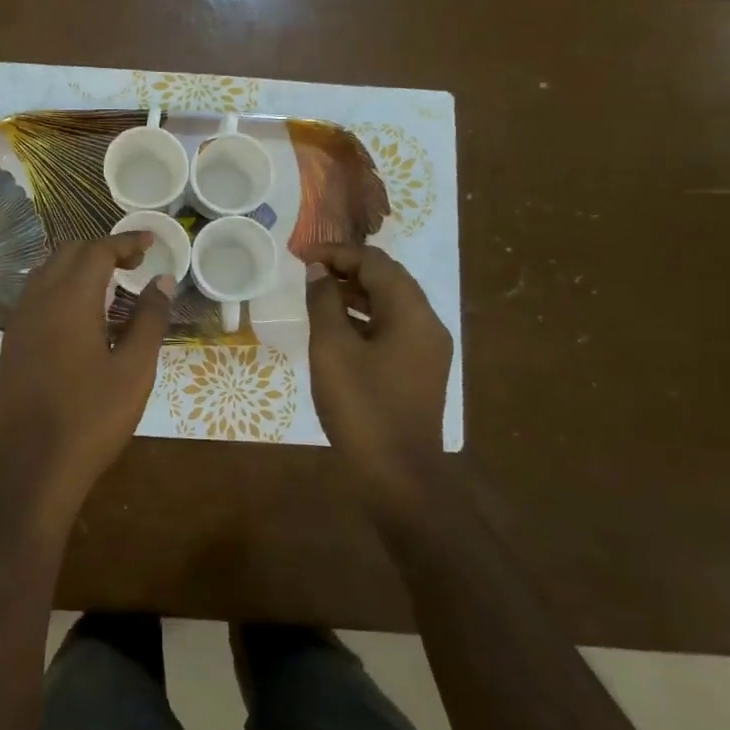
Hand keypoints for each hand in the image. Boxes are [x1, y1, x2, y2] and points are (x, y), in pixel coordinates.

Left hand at [0, 233, 174, 521]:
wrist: (30, 469)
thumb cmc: (90, 418)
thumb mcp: (134, 370)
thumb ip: (149, 319)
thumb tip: (162, 280)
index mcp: (68, 300)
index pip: (97, 251)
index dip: (125, 242)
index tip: (150, 242)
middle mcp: (37, 301)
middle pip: (68, 254)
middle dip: (101, 250)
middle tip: (134, 266)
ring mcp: (18, 324)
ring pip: (47, 274)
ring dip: (78, 268)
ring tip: (110, 287)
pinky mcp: (11, 346)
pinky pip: (36, 298)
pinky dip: (61, 290)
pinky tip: (81, 318)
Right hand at [301, 243, 452, 520]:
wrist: (398, 476)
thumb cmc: (362, 407)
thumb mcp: (333, 349)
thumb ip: (324, 303)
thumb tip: (318, 271)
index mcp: (412, 313)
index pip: (376, 263)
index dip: (338, 253)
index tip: (302, 256)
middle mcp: (427, 324)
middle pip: (388, 279)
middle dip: (348, 268)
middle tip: (309, 270)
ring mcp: (426, 349)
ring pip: (390, 304)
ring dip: (355, 292)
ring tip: (317, 293)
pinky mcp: (418, 370)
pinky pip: (391, 328)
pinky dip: (364, 317)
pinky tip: (336, 327)